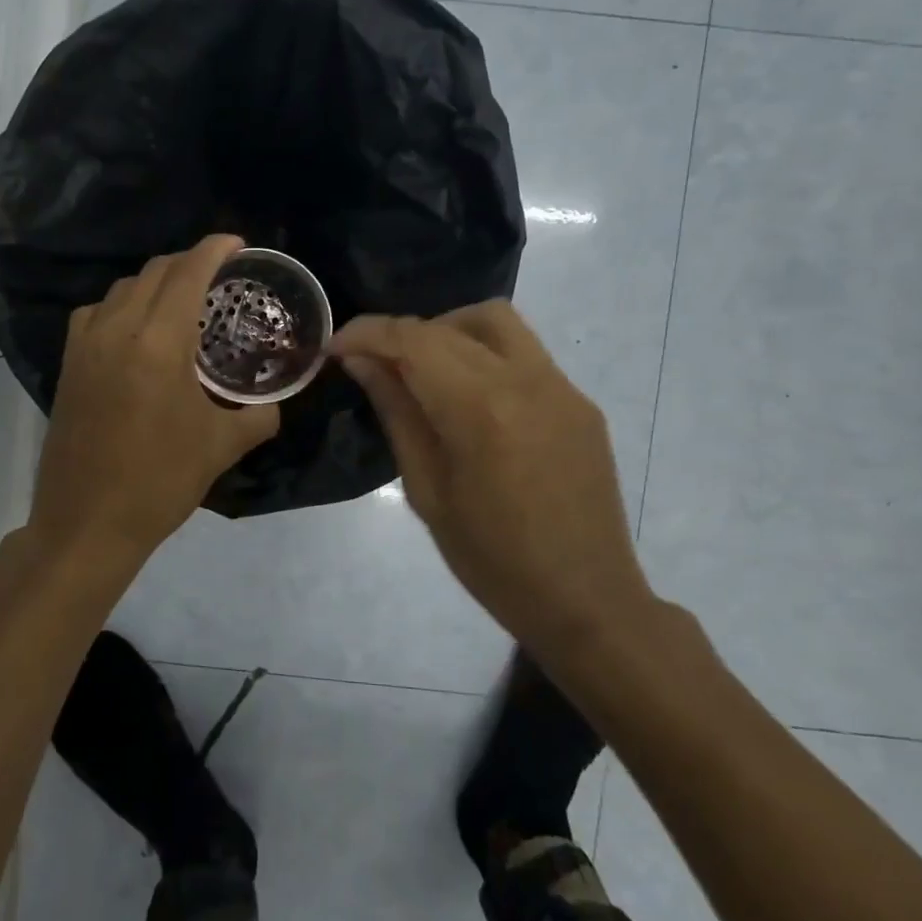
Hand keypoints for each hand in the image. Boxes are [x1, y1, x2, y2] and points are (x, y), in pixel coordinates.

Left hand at [29, 235, 279, 567]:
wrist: (88, 522)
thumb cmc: (160, 481)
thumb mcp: (223, 446)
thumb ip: (259, 415)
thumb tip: (274, 402)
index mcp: (158, 343)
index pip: (188, 272)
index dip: (214, 249)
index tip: (238, 243)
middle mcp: (117, 330)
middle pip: (154, 271)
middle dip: (189, 263)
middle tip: (219, 276)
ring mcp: (85, 345)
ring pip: (122, 288)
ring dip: (155, 282)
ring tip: (182, 300)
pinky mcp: (68, 364)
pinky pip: (96, 313)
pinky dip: (122, 305)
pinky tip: (137, 331)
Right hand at [329, 302, 652, 654]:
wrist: (585, 598)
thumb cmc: (492, 560)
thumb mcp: (427, 492)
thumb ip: (397, 414)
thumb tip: (364, 363)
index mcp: (480, 409)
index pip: (413, 340)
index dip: (367, 334)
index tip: (336, 348)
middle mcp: (526, 380)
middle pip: (451, 324)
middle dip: (401, 334)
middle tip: (373, 365)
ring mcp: (562, 386)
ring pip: (496, 322)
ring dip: (448, 331)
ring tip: (424, 371)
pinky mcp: (580, 401)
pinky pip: (525, 353)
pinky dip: (484, 356)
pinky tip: (472, 400)